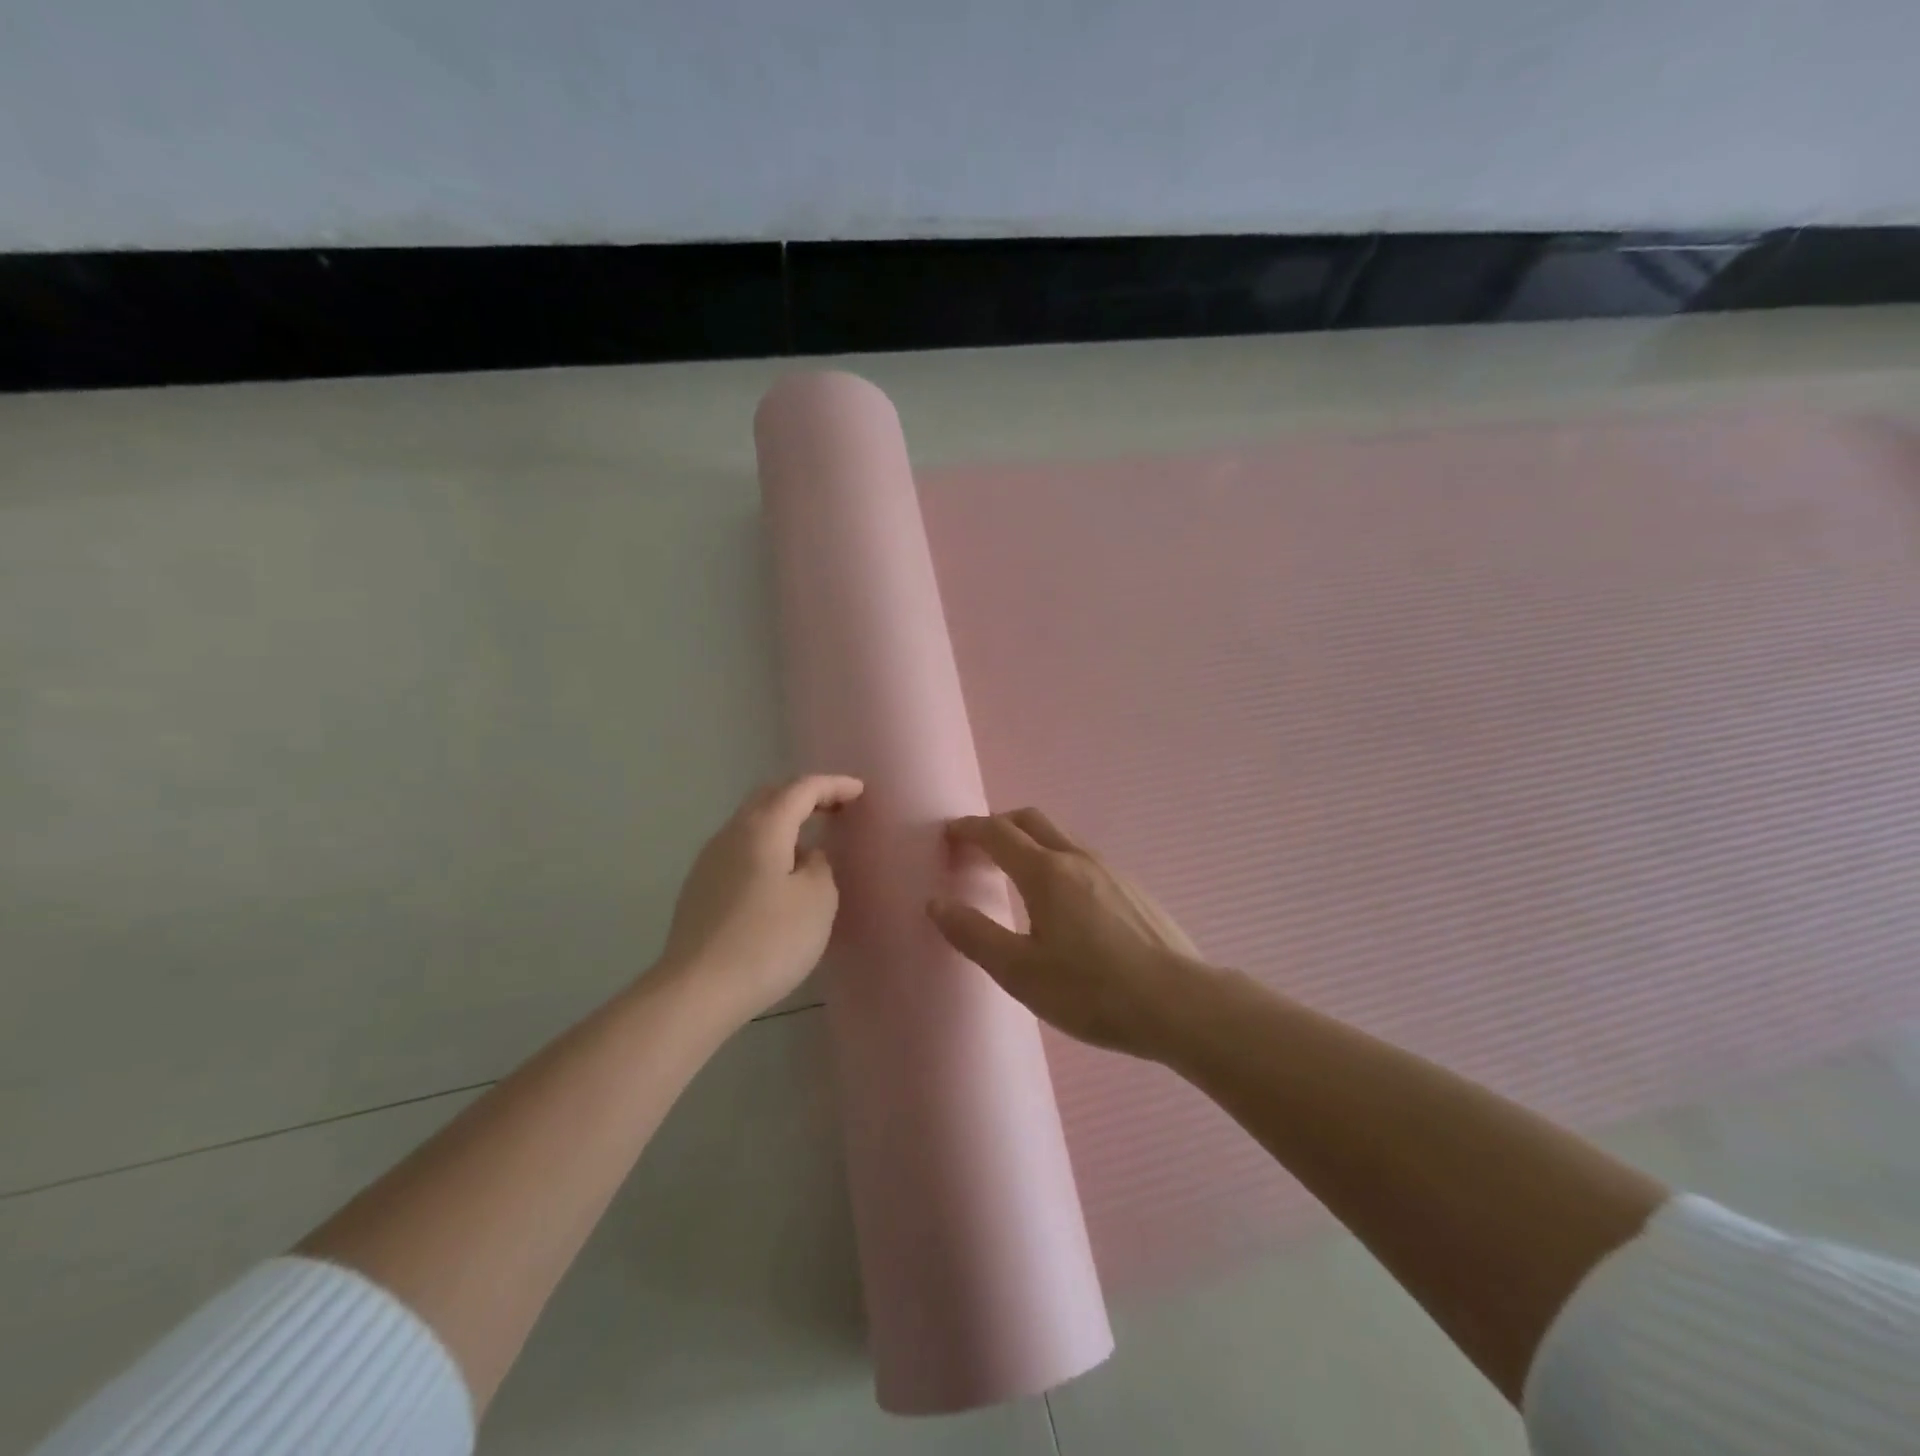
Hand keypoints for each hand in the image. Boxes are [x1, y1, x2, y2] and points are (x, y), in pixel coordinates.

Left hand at [659, 775, 863, 1019]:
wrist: (698, 990)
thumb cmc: (768, 940)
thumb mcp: (817, 899)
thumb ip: (820, 865)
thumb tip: (807, 856)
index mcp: (763, 828)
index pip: (801, 789)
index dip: (833, 785)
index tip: (860, 791)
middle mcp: (731, 833)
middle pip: (770, 797)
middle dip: (805, 796)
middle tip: (836, 807)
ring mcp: (710, 860)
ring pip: (752, 823)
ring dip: (784, 822)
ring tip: (811, 842)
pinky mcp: (700, 887)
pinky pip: (741, 849)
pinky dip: (767, 846)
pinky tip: (779, 874)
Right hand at [927, 808, 1205, 1060]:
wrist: (1181, 1004)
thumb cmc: (1092, 991)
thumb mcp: (1021, 972)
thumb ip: (974, 934)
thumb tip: (936, 902)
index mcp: (1046, 872)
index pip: (998, 833)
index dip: (969, 829)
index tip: (949, 833)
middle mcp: (1078, 859)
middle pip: (1031, 821)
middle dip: (999, 825)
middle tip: (978, 847)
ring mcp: (1112, 871)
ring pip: (1061, 839)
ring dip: (1030, 843)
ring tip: (1015, 875)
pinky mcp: (1134, 890)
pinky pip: (1084, 860)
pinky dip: (1057, 862)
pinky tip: (1063, 903)